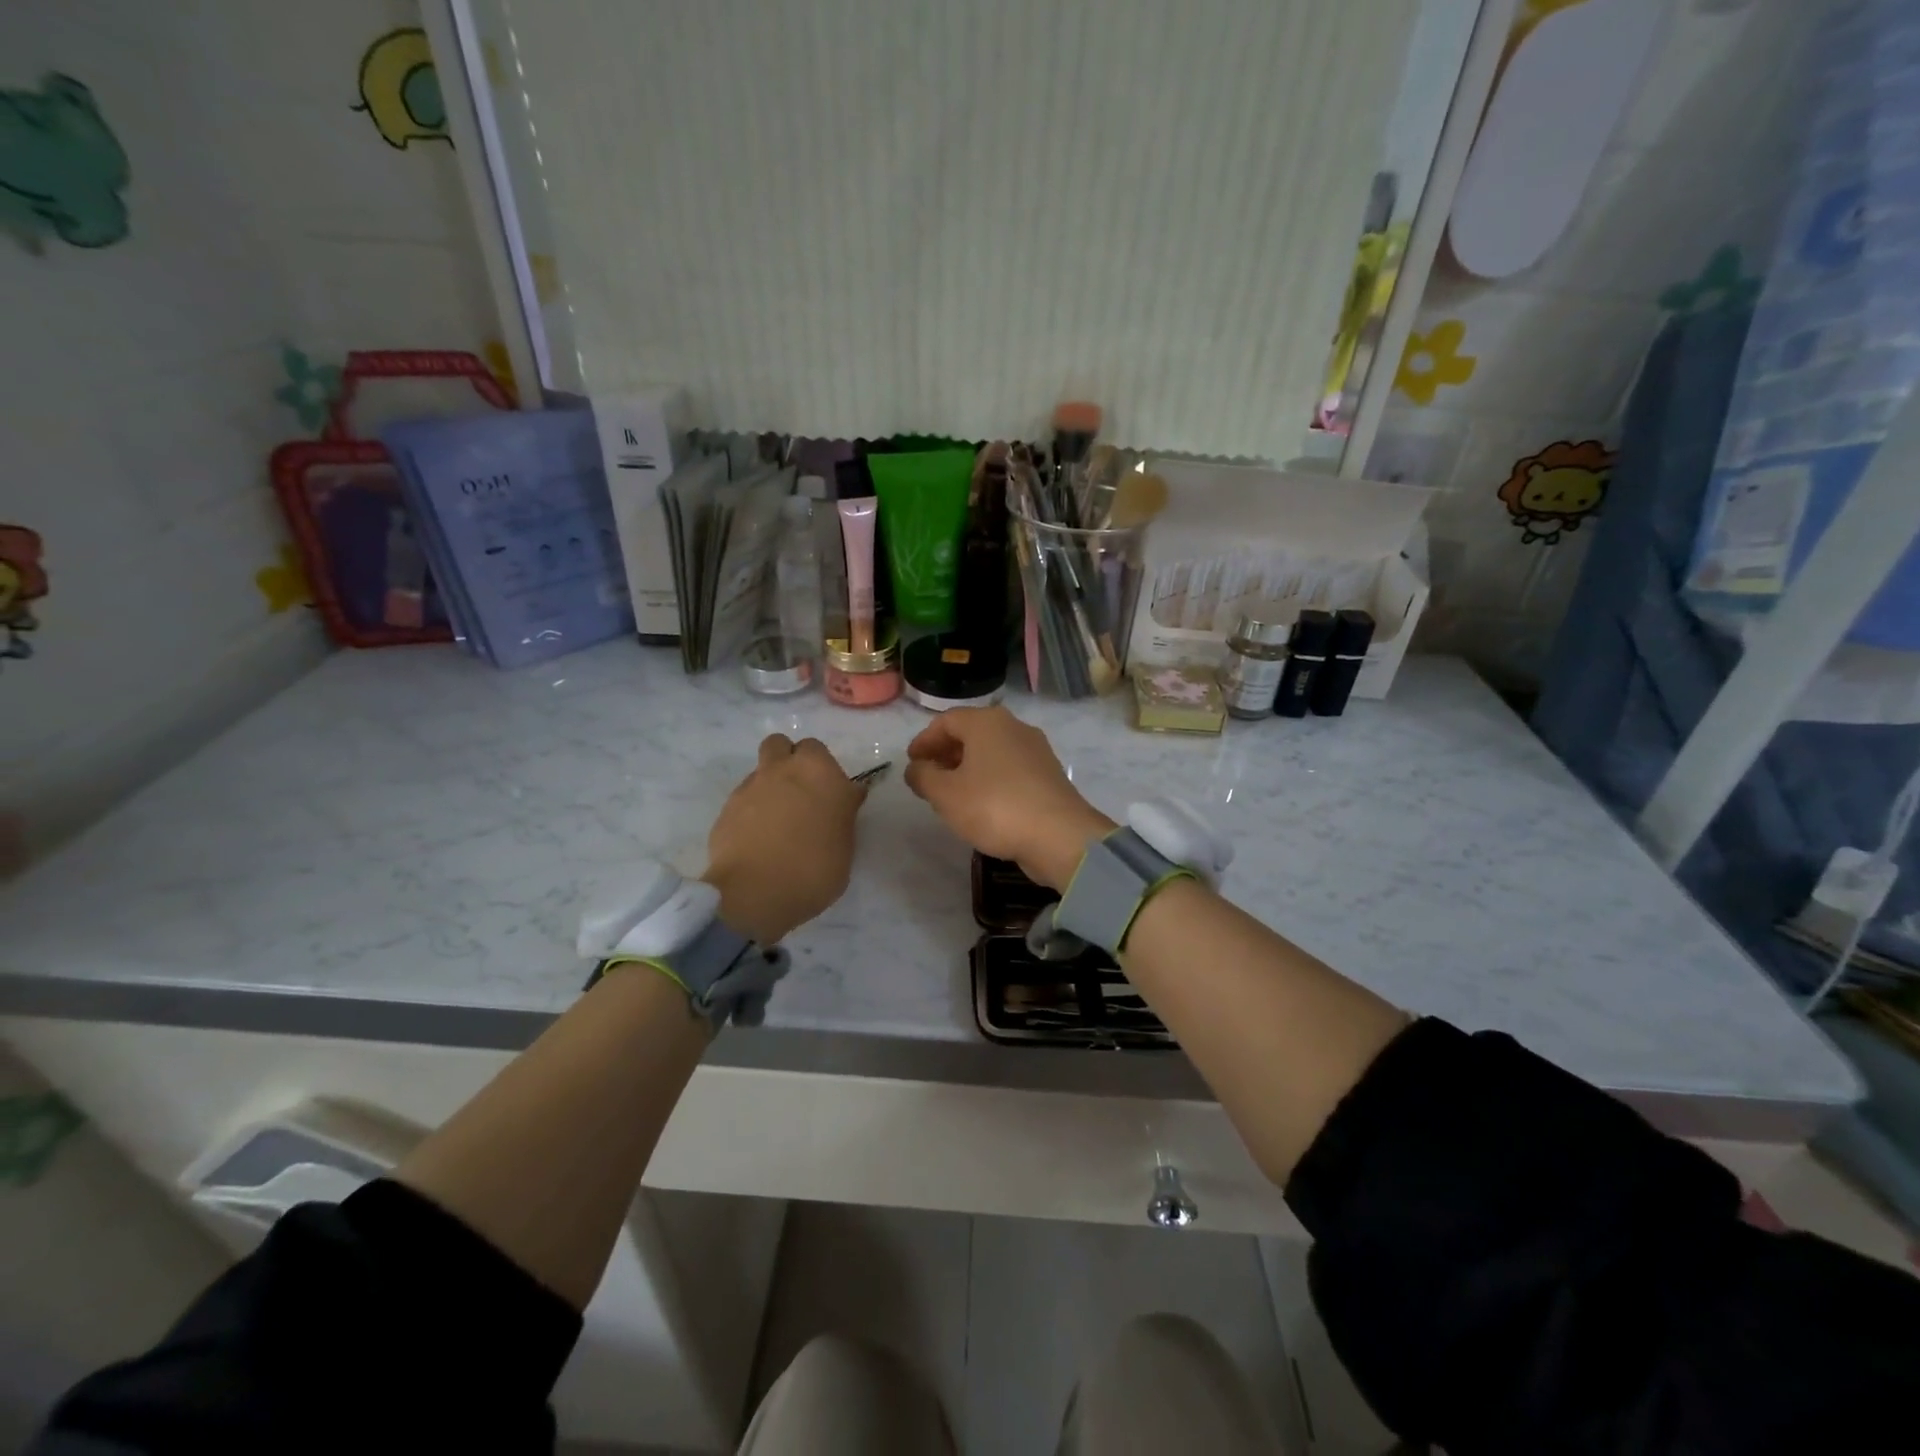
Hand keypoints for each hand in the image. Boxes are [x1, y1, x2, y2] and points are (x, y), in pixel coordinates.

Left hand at [705, 735, 867, 942]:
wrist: (755, 893)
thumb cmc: (815, 870)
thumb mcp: (845, 843)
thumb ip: (842, 813)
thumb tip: (844, 797)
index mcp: (819, 772)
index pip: (820, 752)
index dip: (823, 772)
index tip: (829, 795)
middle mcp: (783, 769)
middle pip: (782, 745)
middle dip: (790, 760)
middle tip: (800, 792)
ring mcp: (751, 786)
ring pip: (760, 768)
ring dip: (769, 782)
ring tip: (776, 815)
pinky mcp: (726, 807)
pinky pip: (743, 797)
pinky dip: (751, 808)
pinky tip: (757, 836)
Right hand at [904, 707, 1113, 890]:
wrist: (1059, 835)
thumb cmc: (994, 806)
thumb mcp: (945, 794)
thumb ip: (923, 777)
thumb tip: (916, 768)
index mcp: (987, 722)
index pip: (946, 721)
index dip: (924, 740)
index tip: (911, 762)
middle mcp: (1014, 727)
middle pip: (971, 733)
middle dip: (946, 753)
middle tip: (928, 777)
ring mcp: (1036, 750)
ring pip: (992, 751)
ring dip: (968, 767)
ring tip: (952, 793)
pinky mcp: (1048, 774)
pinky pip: (1009, 768)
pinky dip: (990, 778)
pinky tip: (982, 803)